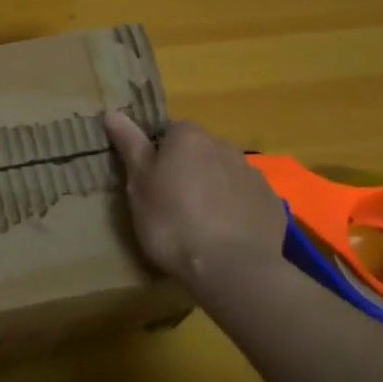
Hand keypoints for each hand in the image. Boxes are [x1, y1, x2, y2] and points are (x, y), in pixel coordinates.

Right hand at [104, 113, 287, 293]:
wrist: (232, 269)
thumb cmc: (173, 223)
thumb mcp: (139, 185)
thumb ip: (129, 146)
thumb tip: (112, 112)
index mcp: (188, 137)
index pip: (169, 132)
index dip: (158, 156)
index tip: (150, 183)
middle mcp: (224, 146)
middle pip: (199, 151)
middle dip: (187, 170)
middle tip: (171, 204)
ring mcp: (253, 174)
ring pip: (224, 174)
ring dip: (213, 188)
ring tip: (200, 224)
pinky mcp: (271, 203)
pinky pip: (246, 199)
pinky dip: (236, 210)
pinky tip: (226, 236)